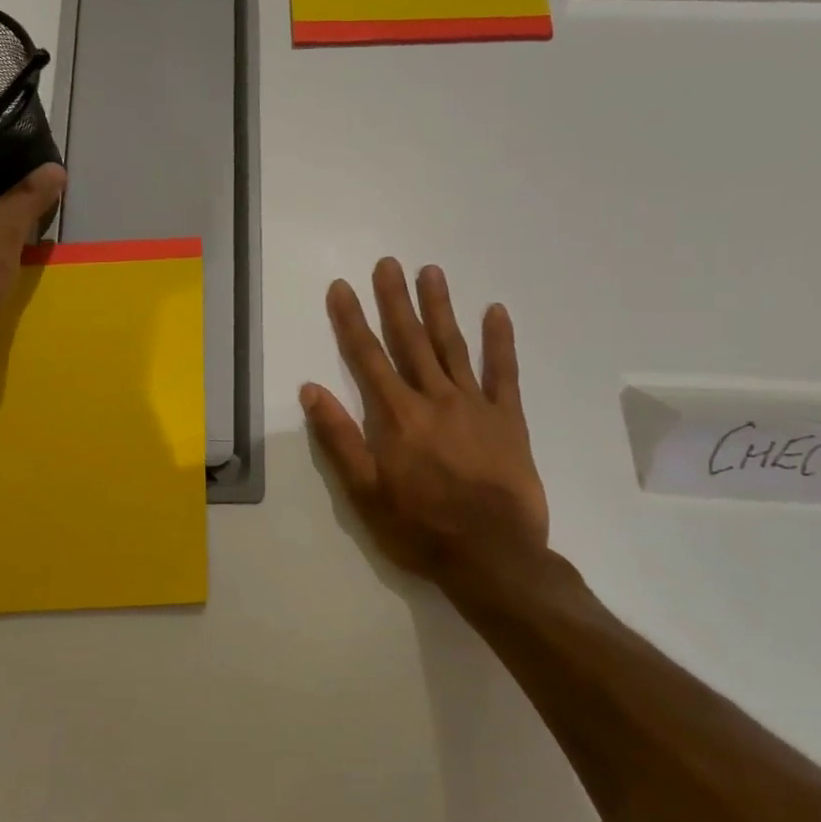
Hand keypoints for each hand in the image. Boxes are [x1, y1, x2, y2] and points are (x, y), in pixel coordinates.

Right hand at [302, 259, 565, 619]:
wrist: (493, 557)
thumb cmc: (420, 528)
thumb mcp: (364, 493)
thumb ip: (338, 439)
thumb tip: (311, 389)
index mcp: (396, 416)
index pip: (367, 357)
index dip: (351, 320)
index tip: (342, 287)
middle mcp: (434, 399)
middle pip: (410, 340)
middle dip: (395, 300)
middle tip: (388, 264)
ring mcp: (475, 405)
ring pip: (453, 346)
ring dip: (440, 307)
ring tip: (431, 271)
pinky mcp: (509, 419)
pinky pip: (504, 373)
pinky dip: (500, 341)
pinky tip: (496, 311)